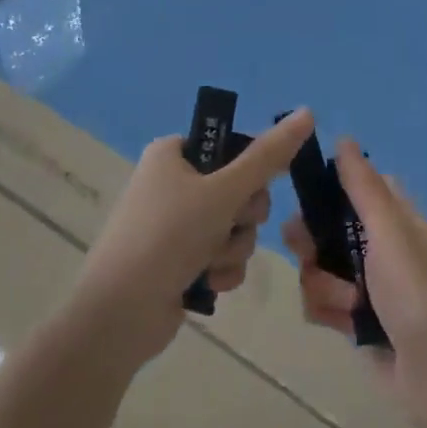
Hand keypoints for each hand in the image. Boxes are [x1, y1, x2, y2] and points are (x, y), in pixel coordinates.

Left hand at [72, 107, 314, 369]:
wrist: (119, 315)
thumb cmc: (168, 236)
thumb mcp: (223, 191)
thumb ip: (268, 156)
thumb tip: (308, 112)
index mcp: (172, 154)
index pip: (232, 145)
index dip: (250, 168)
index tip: (252, 186)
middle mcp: (172, 183)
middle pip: (239, 189)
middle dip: (243, 216)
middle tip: (229, 224)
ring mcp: (174, 225)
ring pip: (235, 227)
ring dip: (233, 248)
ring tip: (210, 263)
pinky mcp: (179, 261)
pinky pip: (222, 256)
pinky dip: (221, 270)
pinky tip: (207, 284)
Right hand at [283, 139, 426, 427]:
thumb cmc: (421, 297)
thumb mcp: (392, 234)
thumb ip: (364, 189)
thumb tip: (344, 139)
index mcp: (397, 220)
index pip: (358, 186)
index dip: (330, 187)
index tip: (307, 195)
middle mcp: (380, 247)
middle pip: (327, 226)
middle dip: (312, 241)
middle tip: (308, 252)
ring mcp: (368, 286)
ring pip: (319, 266)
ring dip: (323, 284)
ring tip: (346, 305)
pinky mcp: (356, 322)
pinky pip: (321, 303)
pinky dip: (327, 312)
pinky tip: (341, 327)